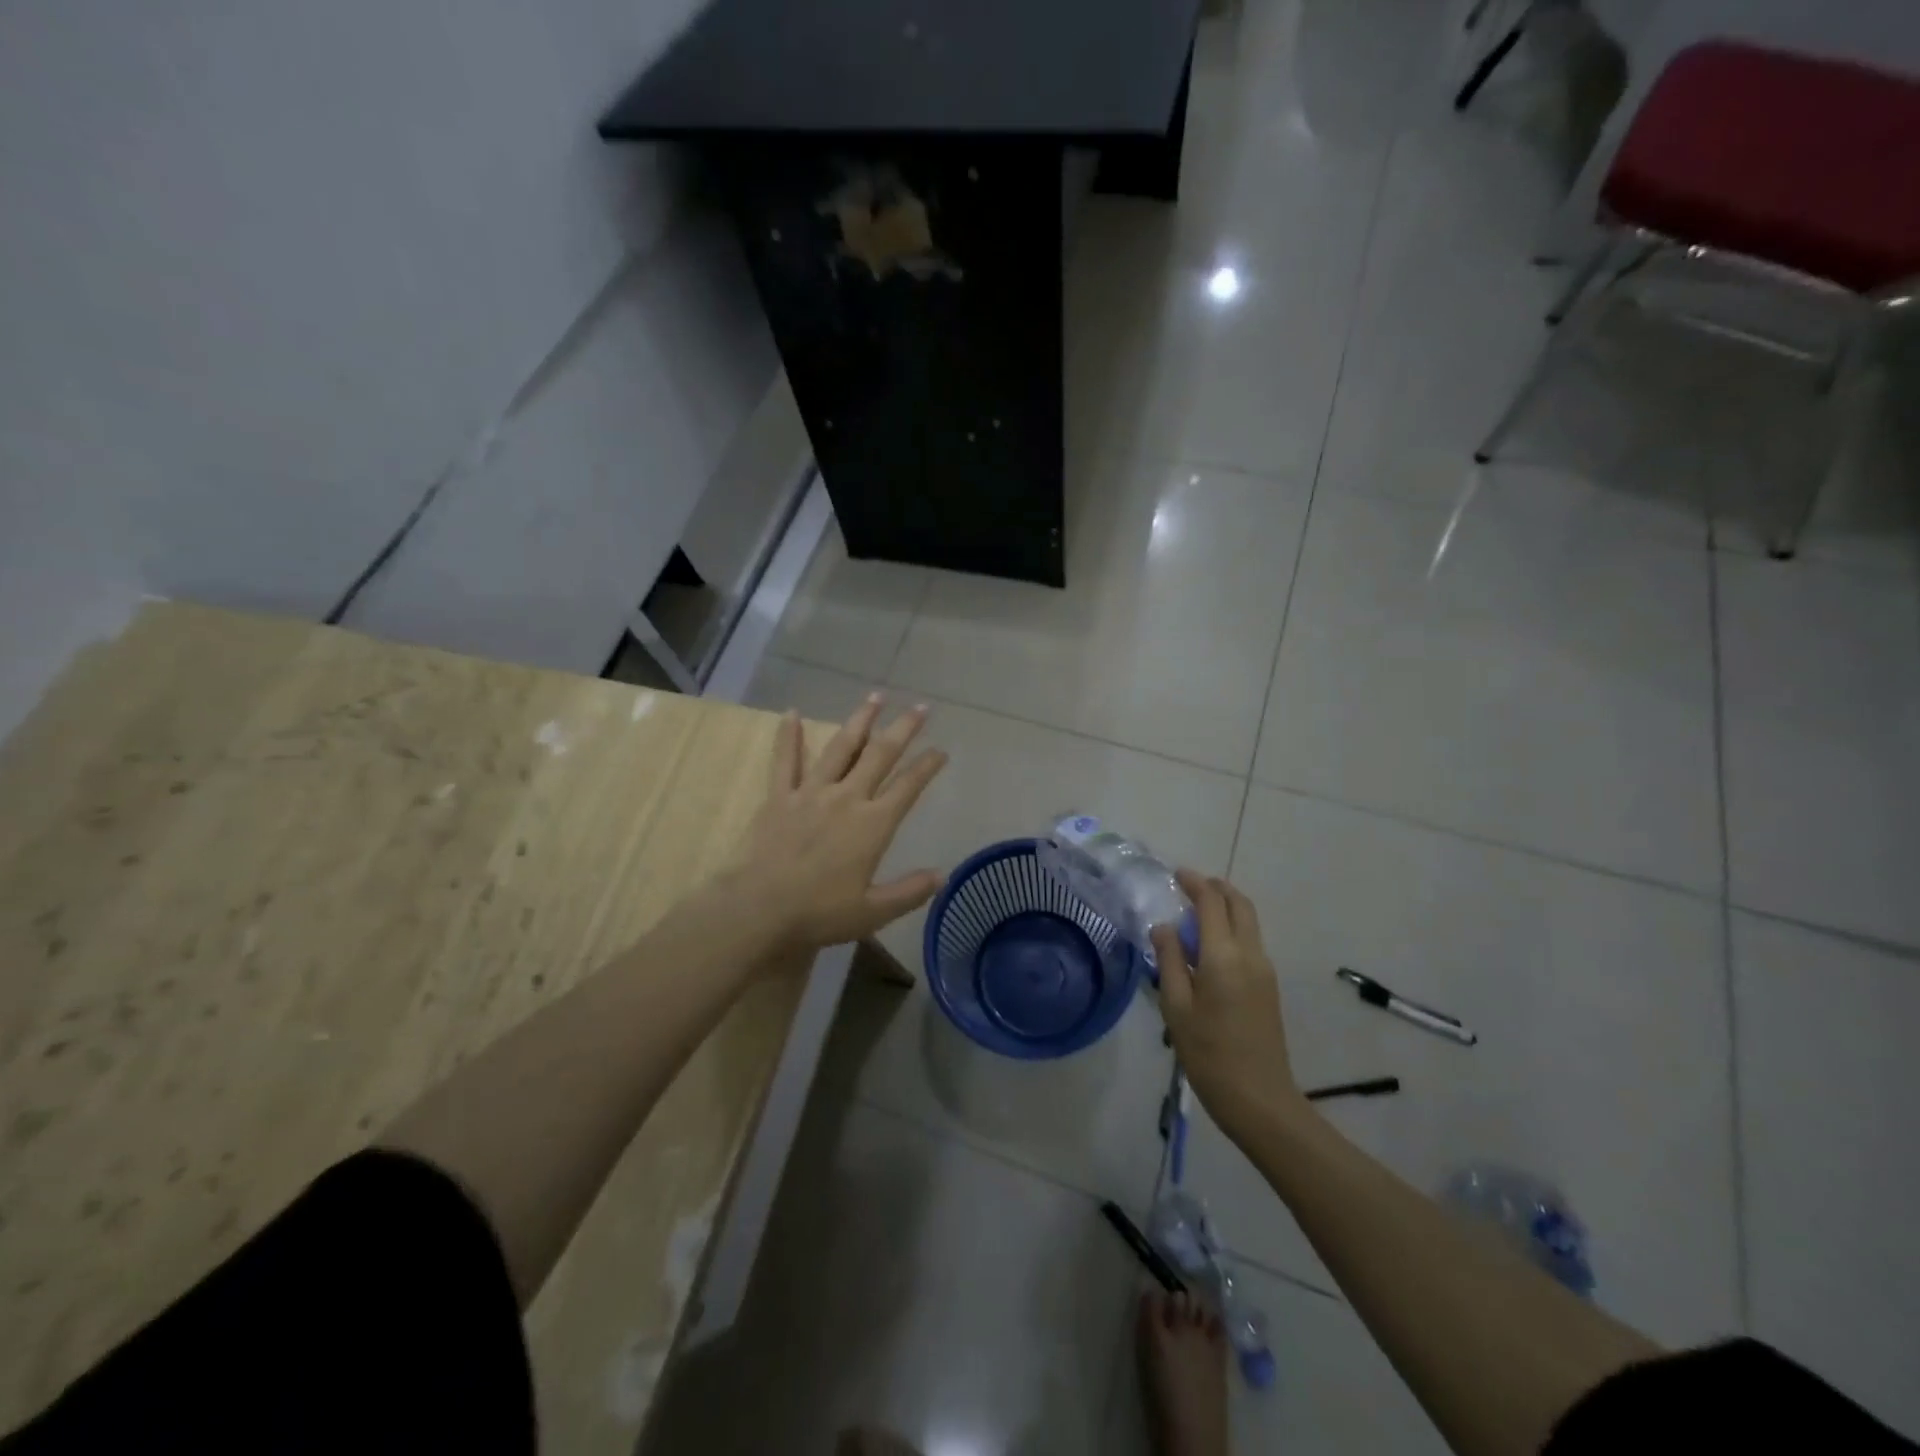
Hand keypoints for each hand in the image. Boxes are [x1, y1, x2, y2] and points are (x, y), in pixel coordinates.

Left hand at [731, 695, 947, 952]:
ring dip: (860, 720)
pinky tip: (792, 713)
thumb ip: (910, 891)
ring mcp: (811, 792)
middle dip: (903, 729)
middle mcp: (847, 798)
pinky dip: (788, 736)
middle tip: (920, 707)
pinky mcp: (780, 797)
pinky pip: (785, 760)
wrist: (760, 908)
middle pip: (880, 755)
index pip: (908, 787)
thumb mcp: (873, 911)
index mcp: (872, 824)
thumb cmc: (820, 912)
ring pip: (841, 747)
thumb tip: (943, 875)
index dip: (927, 766)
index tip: (941, 751)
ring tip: (875, 697)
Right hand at [1151, 870, 1309, 1139]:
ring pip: (1249, 922)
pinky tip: (1209, 946)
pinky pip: (1250, 941)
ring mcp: (1264, 970)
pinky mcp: (1269, 986)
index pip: (1211, 903)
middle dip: (1216, 888)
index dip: (1194, 883)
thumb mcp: (1176, 1007)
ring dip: (1226, 907)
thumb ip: (1169, 961)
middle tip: (1190, 885)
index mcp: (1224, 956)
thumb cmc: (1209, 1054)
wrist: (1260, 1099)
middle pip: (1240, 905)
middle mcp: (1250, 954)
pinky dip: (1232, 928)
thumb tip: (1163, 928)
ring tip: (1195, 913)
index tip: (1176, 874)